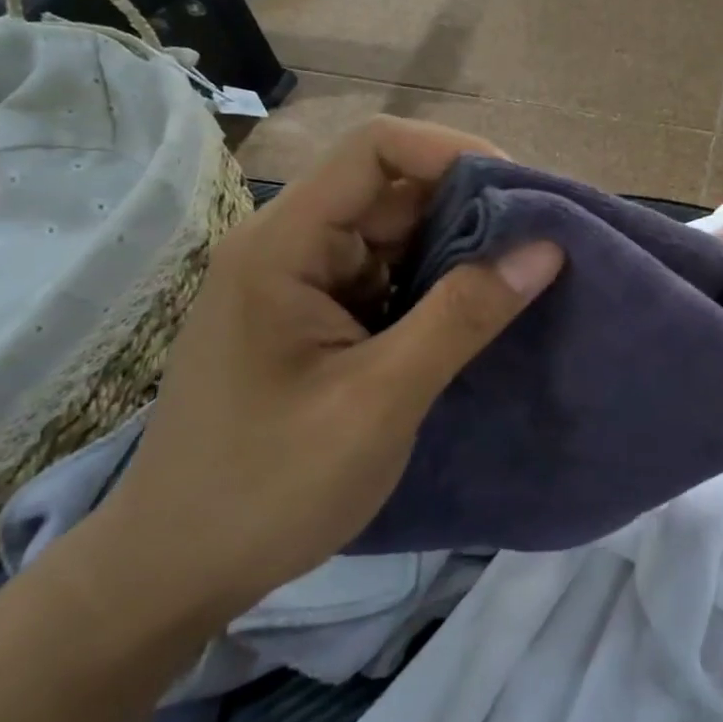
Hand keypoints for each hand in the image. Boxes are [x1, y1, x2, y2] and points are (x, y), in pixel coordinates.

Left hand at [88, 118, 562, 624]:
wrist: (176, 571)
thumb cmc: (269, 487)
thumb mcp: (380, 401)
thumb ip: (463, 317)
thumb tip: (546, 248)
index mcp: (284, 246)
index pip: (375, 150)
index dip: (454, 152)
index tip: (522, 195)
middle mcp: (290, 247)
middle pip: (392, 188)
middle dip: (471, 206)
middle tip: (541, 242)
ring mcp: (303, 283)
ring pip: (397, 234)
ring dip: (460, 248)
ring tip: (524, 275)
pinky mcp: (318, 318)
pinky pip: (390, 276)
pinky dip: (438, 285)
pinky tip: (480, 309)